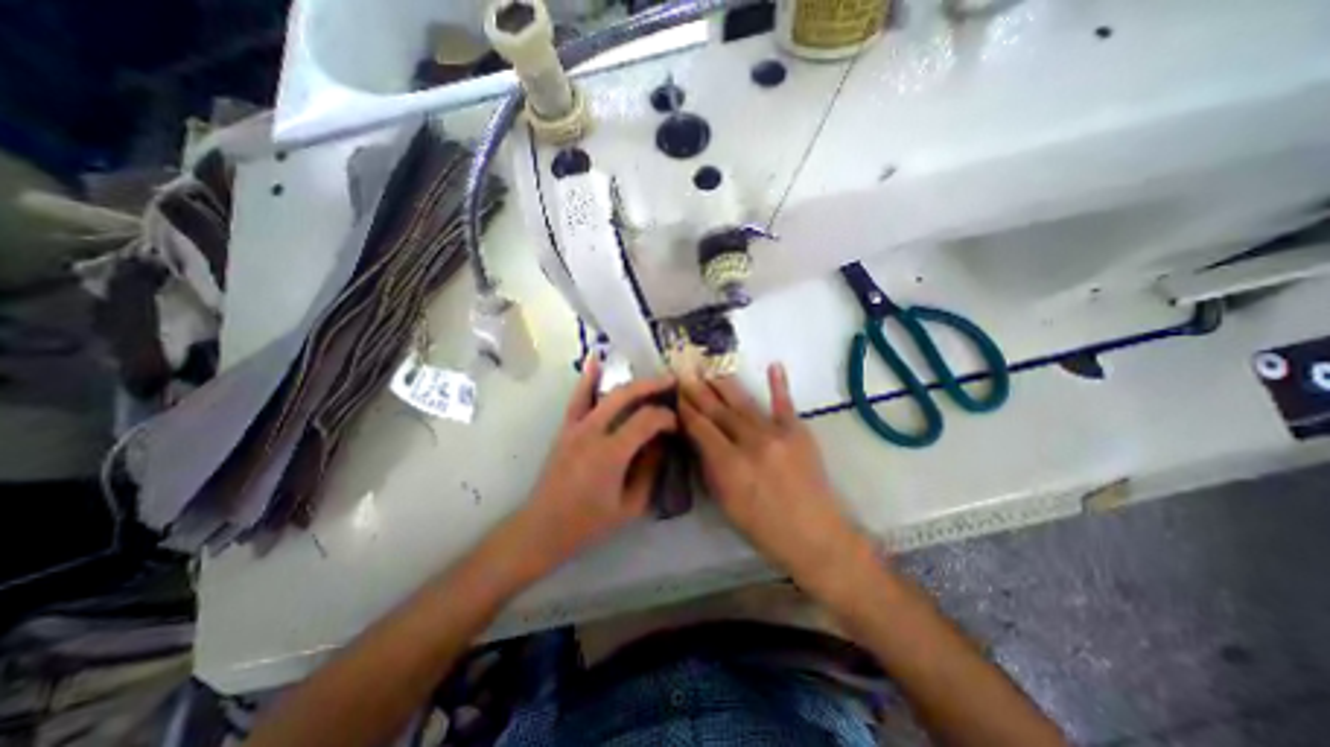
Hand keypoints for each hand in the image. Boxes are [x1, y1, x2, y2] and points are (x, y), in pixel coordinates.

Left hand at [519, 355, 679, 570]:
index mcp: (610, 453)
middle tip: (672, 384)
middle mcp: (592, 432)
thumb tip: (662, 444)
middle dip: (652, 386)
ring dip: (631, 382)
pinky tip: (595, 360)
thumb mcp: (630, 506)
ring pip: (605, 393)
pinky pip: (577, 397)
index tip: (676, 424)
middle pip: (626, 396)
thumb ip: (649, 471)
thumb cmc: (588, 523)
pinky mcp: (565, 428)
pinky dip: (587, 378)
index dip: (666, 417)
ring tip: (650, 378)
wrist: (543, 527)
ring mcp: (575, 426)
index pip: (646, 420)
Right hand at [681, 366, 881, 597]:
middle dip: (699, 391)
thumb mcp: (726, 503)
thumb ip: (710, 467)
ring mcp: (777, 434)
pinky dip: (779, 384)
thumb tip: (697, 438)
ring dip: (724, 384)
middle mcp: (751, 443)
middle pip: (718, 411)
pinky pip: (785, 404)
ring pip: (744, 403)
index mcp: (729, 465)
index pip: (700, 428)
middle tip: (685, 373)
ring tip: (709, 369)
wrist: (816, 536)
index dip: (685, 409)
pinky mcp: (799, 431)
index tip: (675, 394)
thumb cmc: (763, 528)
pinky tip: (773, 365)